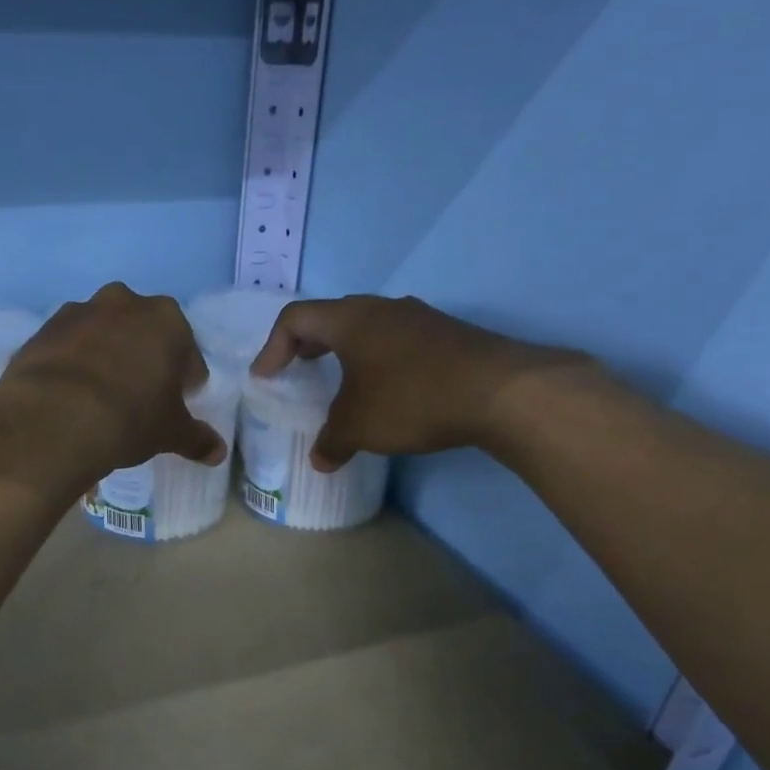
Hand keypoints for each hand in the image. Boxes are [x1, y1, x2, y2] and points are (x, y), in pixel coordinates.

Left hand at [0, 284, 227, 476]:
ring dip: (106, 356)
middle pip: (143, 332)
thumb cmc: (129, 418)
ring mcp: (78, 312)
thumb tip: (218, 452)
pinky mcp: (43, 330)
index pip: (187, 351)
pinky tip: (70, 396)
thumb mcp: (170, 432)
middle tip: (139, 397)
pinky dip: (72, 364)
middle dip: (144, 358)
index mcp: (166, 319)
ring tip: (99, 397)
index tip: (176, 402)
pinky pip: (67, 347)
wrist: (52, 419)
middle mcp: (123, 302)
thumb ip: (197, 438)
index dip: (185, 380)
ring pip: (102, 334)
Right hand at [250, 296, 588, 470]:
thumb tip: (320, 460)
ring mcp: (420, 319)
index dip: (272, 347)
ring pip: (369, 328)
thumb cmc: (412, 399)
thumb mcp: (359, 426)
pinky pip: (398, 342)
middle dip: (308, 345)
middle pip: (332, 317)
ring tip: (342, 383)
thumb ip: (331, 441)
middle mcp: (383, 309)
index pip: (295, 319)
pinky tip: (388, 392)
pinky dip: (380, 361)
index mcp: (350, 320)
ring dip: (347, 352)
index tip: (267, 378)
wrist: (502, 392)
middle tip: (297, 371)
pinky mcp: (448, 335)